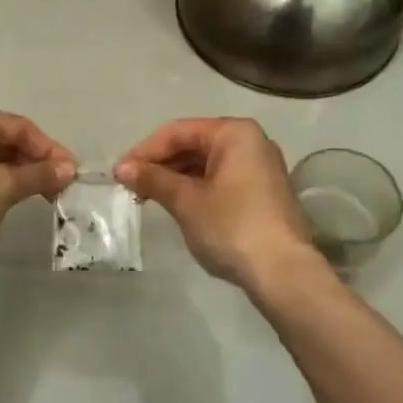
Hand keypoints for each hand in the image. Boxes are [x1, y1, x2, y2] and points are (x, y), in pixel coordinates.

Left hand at [0, 106, 76, 270]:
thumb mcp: (1, 188)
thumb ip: (38, 175)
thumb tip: (69, 169)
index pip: (19, 126)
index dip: (49, 149)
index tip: (72, 174)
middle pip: (5, 141)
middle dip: (34, 163)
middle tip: (60, 189)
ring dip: (18, 177)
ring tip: (41, 199)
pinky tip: (9, 205)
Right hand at [115, 118, 319, 290]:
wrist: (282, 271)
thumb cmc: (231, 226)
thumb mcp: (186, 201)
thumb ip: (153, 179)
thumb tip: (122, 168)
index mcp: (234, 133)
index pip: (178, 131)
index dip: (145, 151)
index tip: (119, 174)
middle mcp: (251, 142)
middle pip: (194, 144)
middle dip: (160, 164)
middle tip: (131, 187)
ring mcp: (261, 168)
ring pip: (207, 164)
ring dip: (176, 178)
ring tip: (148, 197)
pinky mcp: (263, 192)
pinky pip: (221, 180)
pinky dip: (197, 188)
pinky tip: (177, 205)